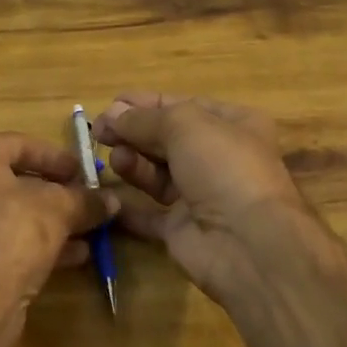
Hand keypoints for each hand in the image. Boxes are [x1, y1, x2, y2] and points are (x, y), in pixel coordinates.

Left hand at [0, 133, 100, 318]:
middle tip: (90, 201)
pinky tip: (75, 256)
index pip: (23, 144)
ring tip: (90, 230)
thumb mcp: (58, 209)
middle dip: (59, 194)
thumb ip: (85, 200)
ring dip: (53, 221)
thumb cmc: (11, 233)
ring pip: (14, 213)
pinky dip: (37, 243)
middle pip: (18, 180)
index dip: (59, 158)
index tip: (87, 173)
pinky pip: (6, 239)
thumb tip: (112, 200)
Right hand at [91, 93, 326, 305]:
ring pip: (157, 173)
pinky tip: (104, 194)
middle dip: (133, 132)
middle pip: (166, 139)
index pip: (182, 106)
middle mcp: (218, 157)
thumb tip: (112, 114)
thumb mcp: (184, 125)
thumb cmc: (223, 166)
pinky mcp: (183, 229)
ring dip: (132, 162)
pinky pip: (148, 213)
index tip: (110, 105)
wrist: (248, 243)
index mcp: (232, 124)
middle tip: (98, 131)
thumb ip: (144, 119)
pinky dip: (127, 205)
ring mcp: (201, 195)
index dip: (145, 104)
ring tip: (114, 158)